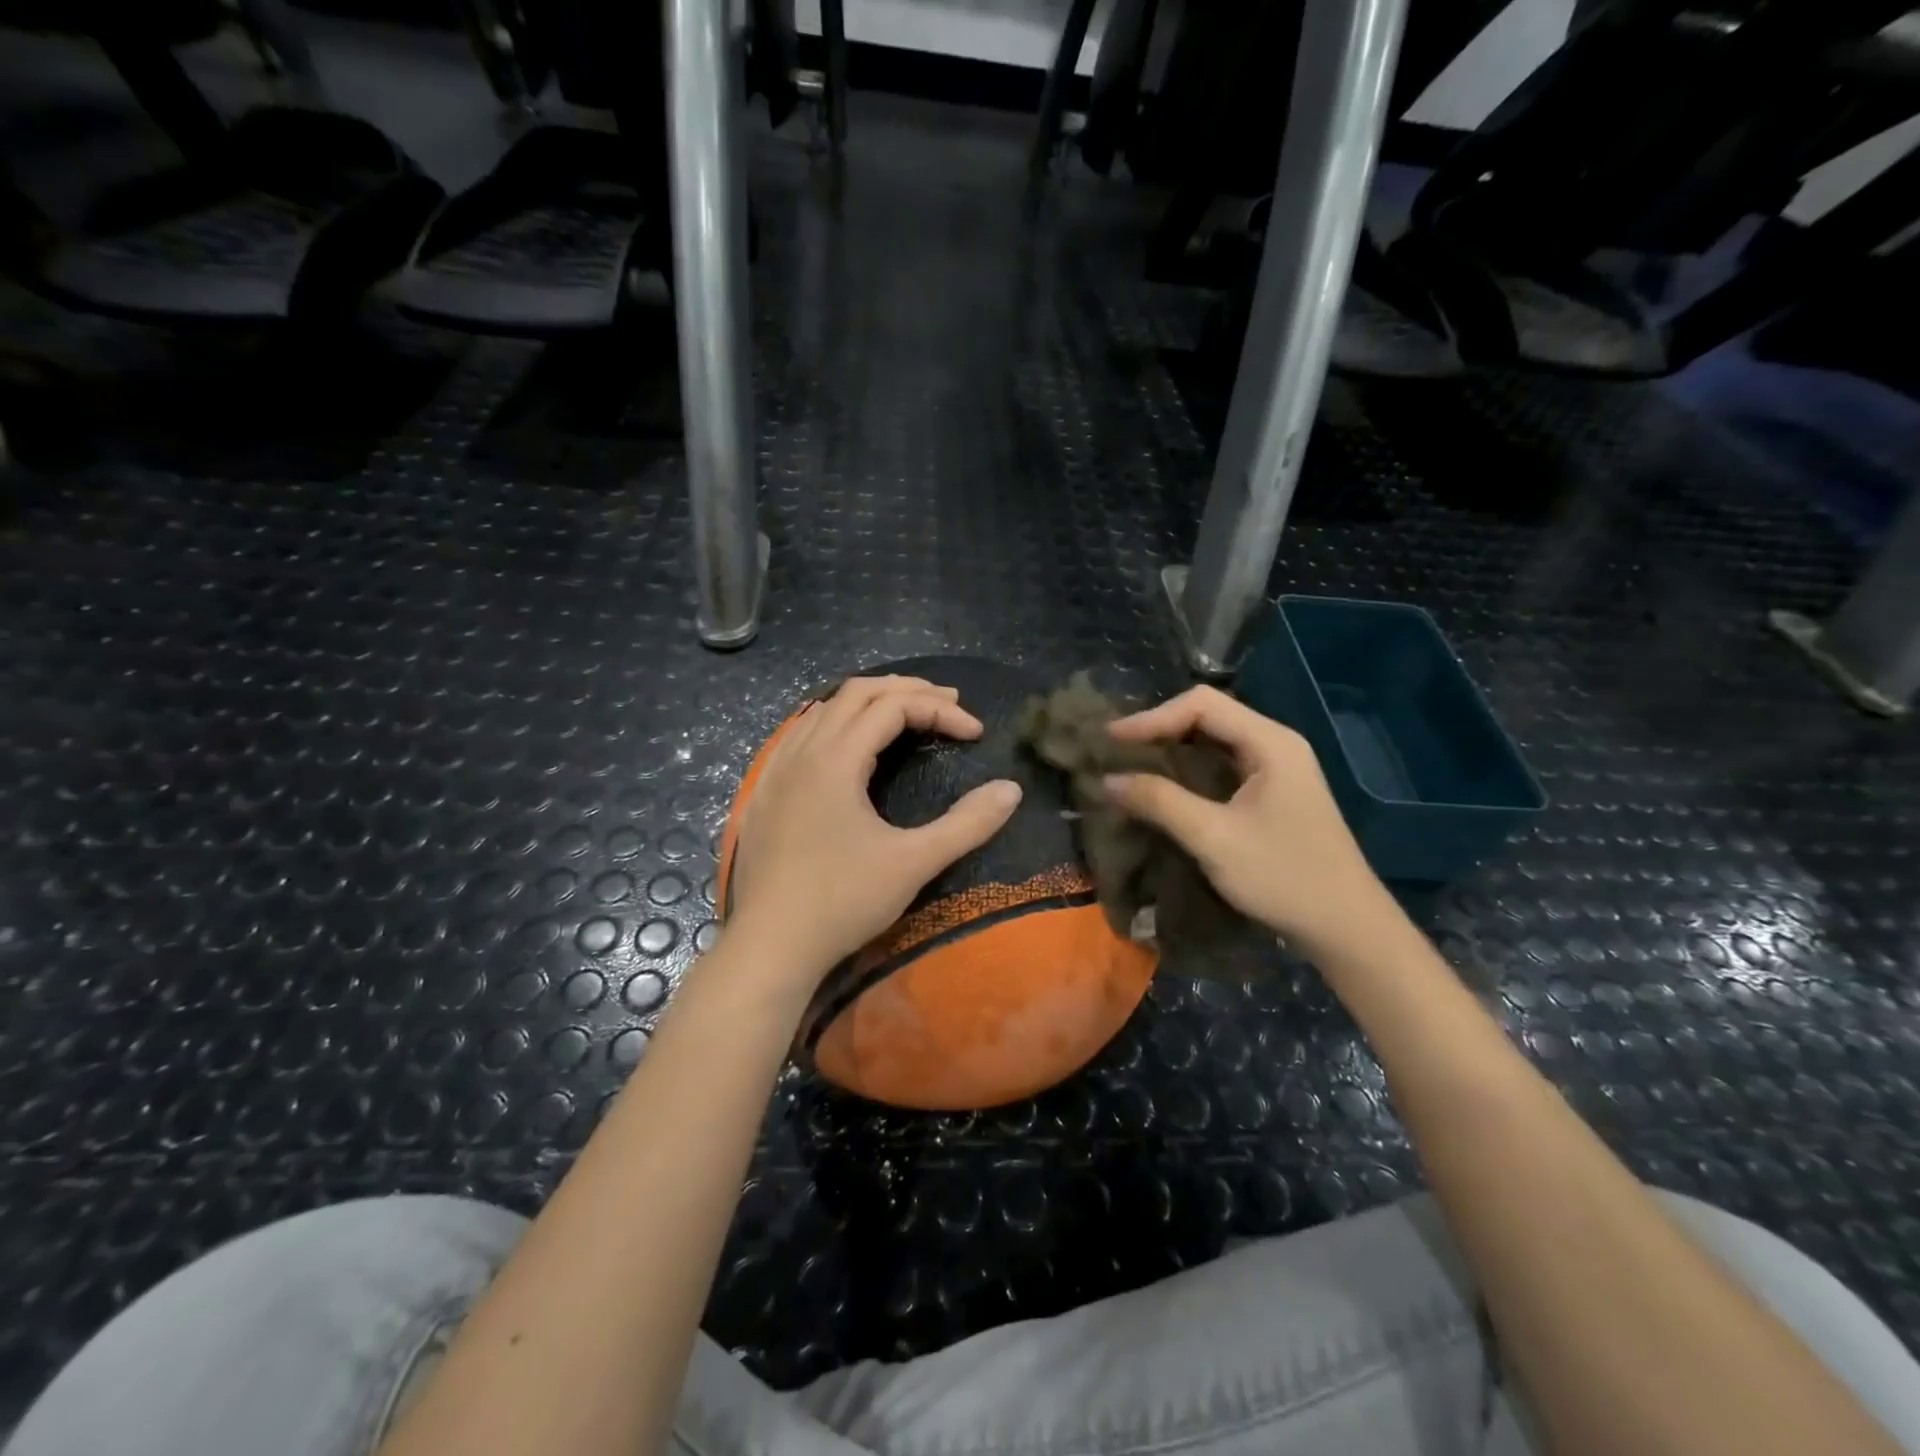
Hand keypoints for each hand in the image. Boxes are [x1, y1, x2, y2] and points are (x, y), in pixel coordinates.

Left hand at [726, 676, 1023, 985]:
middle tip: (948, 705)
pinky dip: (834, 723)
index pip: (893, 706)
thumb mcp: (914, 863)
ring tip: (904, 714)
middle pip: (857, 693)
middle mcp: (803, 751)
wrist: (770, 947)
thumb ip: (967, 824)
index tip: (976, 735)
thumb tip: (1011, 790)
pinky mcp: (765, 793)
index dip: (940, 711)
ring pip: (824, 709)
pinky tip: (846, 745)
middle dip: (906, 691)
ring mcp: (776, 771)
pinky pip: (800, 734)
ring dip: (869, 702)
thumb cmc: (843, 902)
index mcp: (836, 759)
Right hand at [1103, 686, 1390, 956]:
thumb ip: (1160, 802)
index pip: (1202, 704)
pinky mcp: (1272, 793)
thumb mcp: (1214, 838)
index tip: (1111, 740)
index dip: (1152, 717)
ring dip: (1172, 749)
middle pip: (1208, 715)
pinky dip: (1188, 770)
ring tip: (1131, 763)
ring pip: (1214, 741)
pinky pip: (1222, 765)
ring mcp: (1277, 769)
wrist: (1347, 928)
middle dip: (1159, 728)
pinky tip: (1164, 787)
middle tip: (1116, 750)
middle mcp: (1275, 744)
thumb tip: (1106, 780)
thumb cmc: (1284, 877)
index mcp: (1270, 742)